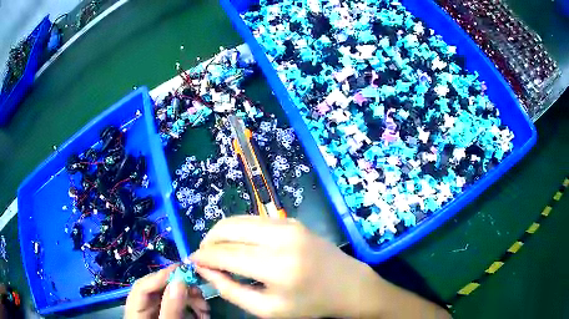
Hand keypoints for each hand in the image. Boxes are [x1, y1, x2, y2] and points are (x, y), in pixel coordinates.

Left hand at [125, 264, 209, 318]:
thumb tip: (179, 280)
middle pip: (157, 289)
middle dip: (180, 289)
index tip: (184, 270)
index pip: (142, 287)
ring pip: (169, 297)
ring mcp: (154, 312)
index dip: (160, 276)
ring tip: (205, 309)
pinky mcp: (165, 316)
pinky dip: (191, 308)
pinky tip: (202, 314)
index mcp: (135, 311)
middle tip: (200, 293)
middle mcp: (142, 308)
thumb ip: (171, 308)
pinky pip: (177, 306)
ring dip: (189, 299)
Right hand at [188, 216, 385, 317]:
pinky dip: (239, 230)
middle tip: (204, 256)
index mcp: (277, 266)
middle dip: (209, 240)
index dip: (204, 257)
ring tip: (217, 251)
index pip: (226, 254)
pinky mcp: (292, 221)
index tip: (192, 261)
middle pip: (229, 228)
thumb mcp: (268, 309)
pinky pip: (255, 220)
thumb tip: (205, 270)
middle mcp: (282, 237)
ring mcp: (289, 224)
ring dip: (222, 233)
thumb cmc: (309, 304)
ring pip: (240, 219)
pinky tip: (238, 245)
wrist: (347, 285)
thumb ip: (232, 290)